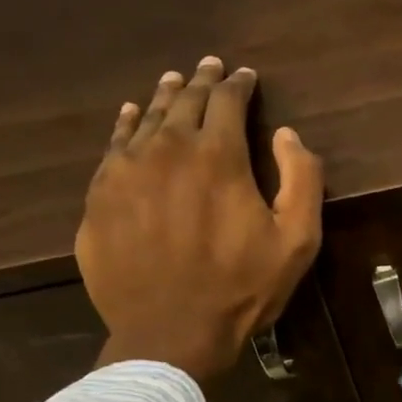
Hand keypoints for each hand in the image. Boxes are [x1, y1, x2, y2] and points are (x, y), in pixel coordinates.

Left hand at [76, 56, 322, 380]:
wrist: (169, 333)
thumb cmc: (241, 288)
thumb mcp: (296, 240)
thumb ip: (302, 179)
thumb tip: (286, 134)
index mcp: (217, 156)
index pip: (227, 101)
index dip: (239, 84)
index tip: (245, 76)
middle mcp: (167, 150)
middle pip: (185, 102)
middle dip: (202, 82)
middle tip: (210, 67)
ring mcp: (125, 171)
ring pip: (147, 119)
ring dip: (165, 97)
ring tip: (174, 82)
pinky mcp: (99, 196)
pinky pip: (113, 146)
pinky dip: (127, 125)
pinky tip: (132, 116)